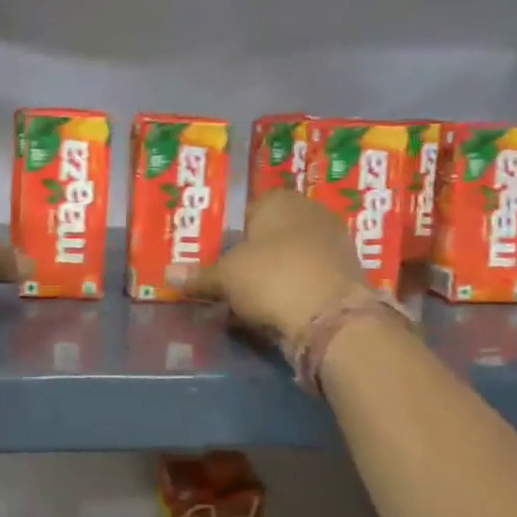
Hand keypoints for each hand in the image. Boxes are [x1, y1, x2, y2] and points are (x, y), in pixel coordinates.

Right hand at [179, 189, 364, 345]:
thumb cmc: (271, 278)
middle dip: (253, 256)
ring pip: (291, 257)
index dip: (228, 237)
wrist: (332, 317)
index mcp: (279, 199)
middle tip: (231, 281)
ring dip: (274, 275)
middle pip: (271, 234)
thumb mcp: (225, 277)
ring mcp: (334, 241)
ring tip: (252, 300)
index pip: (245, 212)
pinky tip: (279, 309)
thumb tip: (168, 274)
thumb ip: (199, 275)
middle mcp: (310, 212)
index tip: (216, 261)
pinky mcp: (347, 272)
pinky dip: (295, 290)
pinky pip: (309, 277)